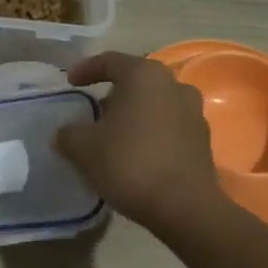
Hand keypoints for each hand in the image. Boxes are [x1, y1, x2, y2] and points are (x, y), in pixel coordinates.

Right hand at [55, 52, 224, 234]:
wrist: (184, 206)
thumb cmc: (130, 164)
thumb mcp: (85, 148)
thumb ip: (69, 134)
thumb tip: (64, 133)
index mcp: (145, 76)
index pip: (110, 61)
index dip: (86, 69)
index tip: (70, 83)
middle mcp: (174, 85)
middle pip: (136, 81)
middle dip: (112, 93)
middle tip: (93, 110)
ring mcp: (193, 111)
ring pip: (155, 103)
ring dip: (134, 113)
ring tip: (114, 133)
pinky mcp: (202, 139)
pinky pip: (169, 125)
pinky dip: (150, 131)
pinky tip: (136, 152)